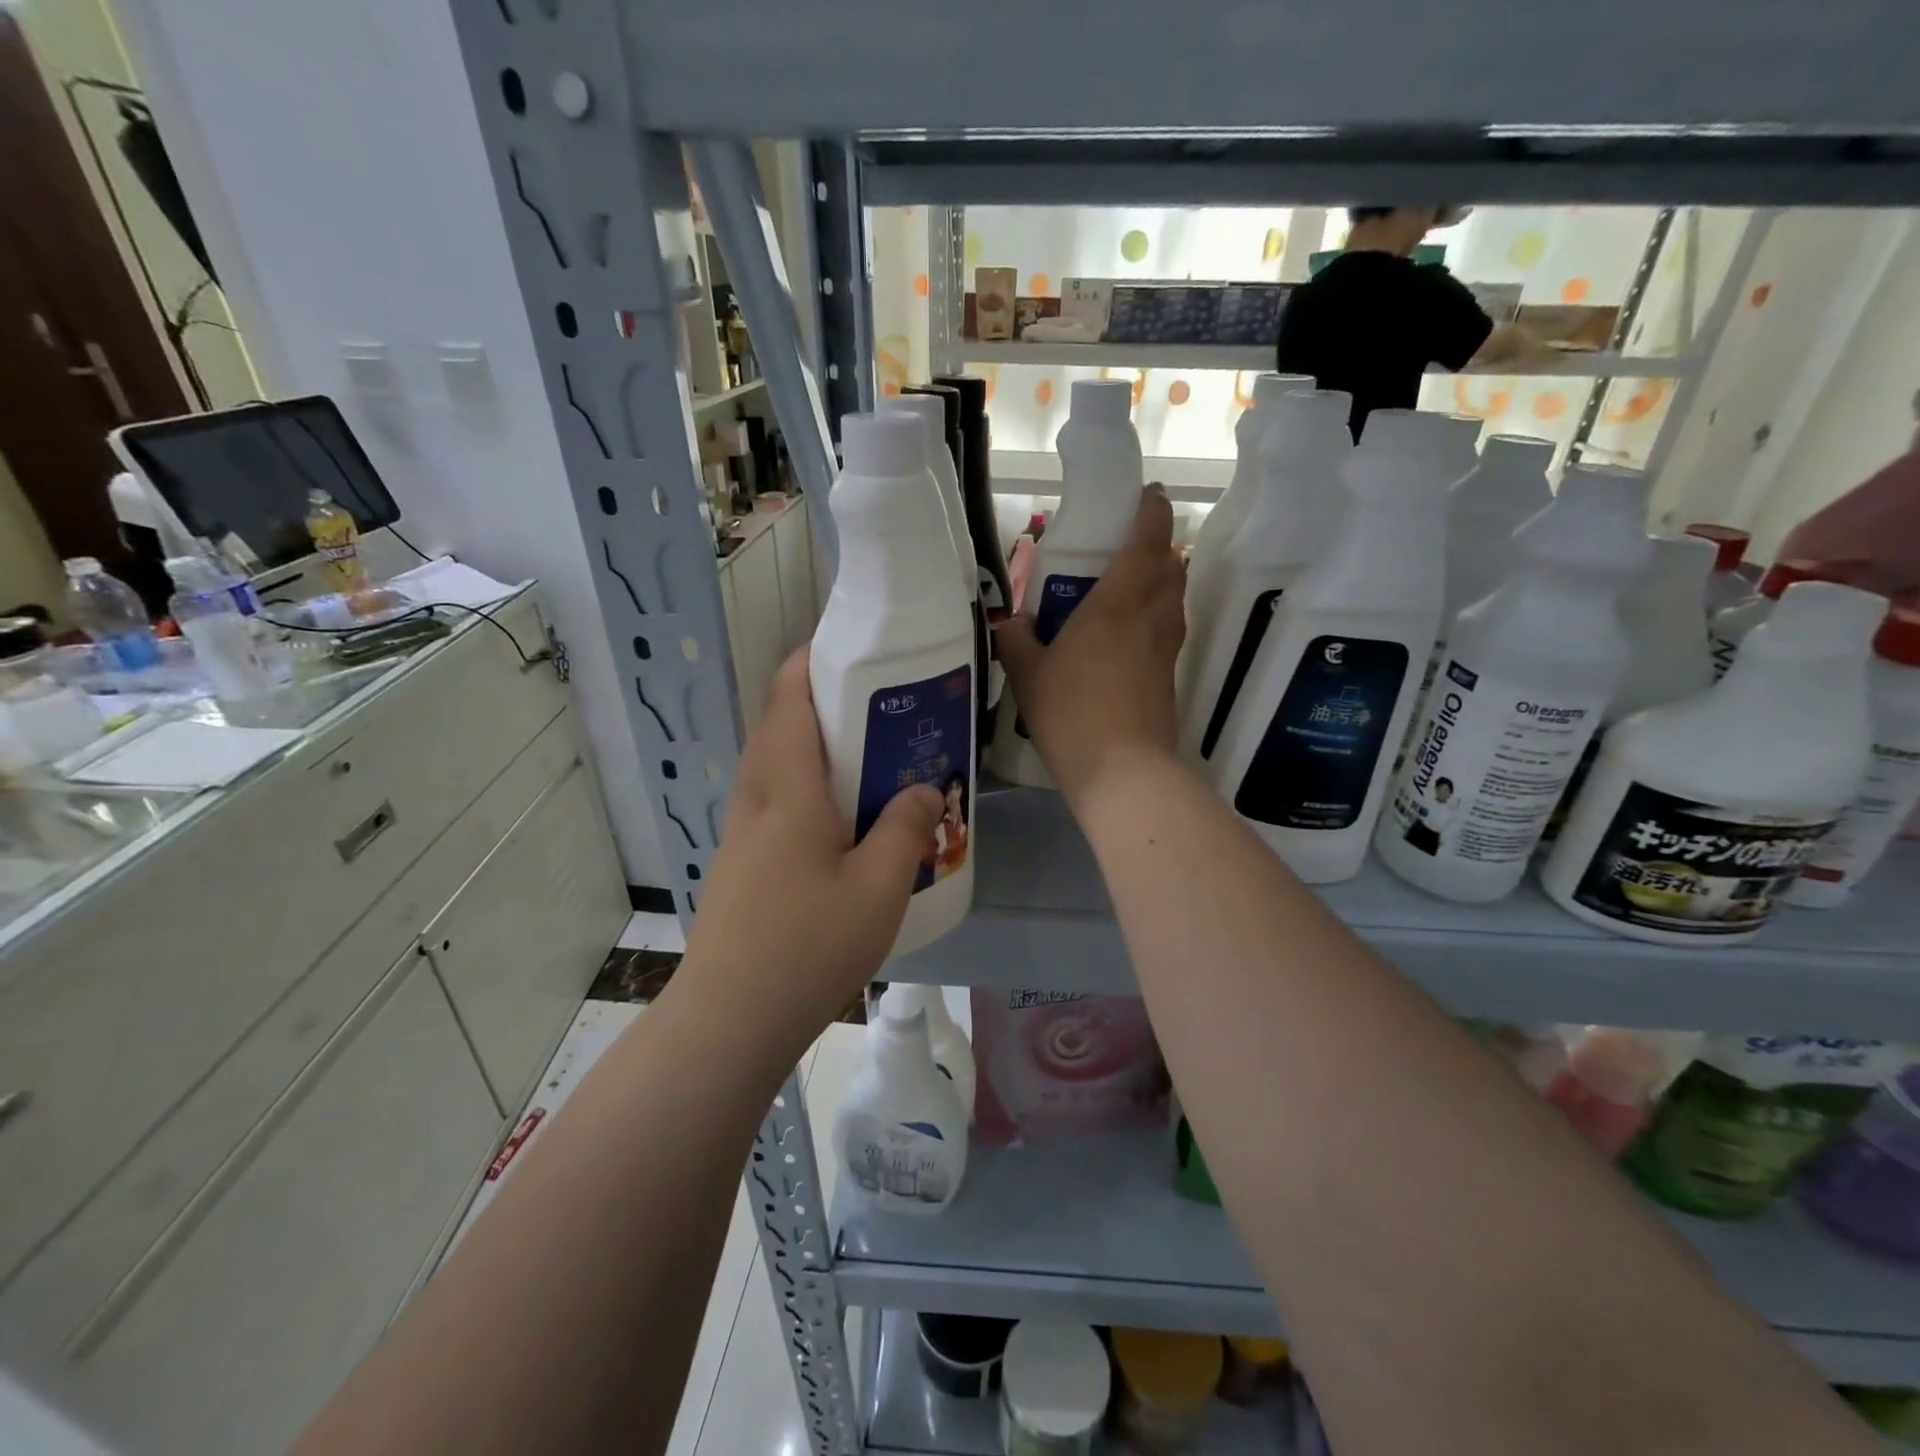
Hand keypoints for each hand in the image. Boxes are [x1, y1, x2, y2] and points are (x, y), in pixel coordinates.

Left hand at [684, 649, 942, 1032]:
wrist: (729, 1019)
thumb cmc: (808, 947)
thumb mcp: (878, 888)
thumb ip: (906, 829)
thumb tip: (922, 788)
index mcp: (787, 790)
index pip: (788, 699)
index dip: (811, 662)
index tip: (852, 650)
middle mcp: (756, 798)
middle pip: (778, 725)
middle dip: (820, 701)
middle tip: (878, 707)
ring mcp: (740, 831)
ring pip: (773, 764)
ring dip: (812, 745)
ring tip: (866, 759)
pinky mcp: (739, 861)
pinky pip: (772, 800)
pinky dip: (803, 785)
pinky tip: (840, 822)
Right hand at [996, 486, 1185, 807]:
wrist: (1123, 773)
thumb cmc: (1072, 713)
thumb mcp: (1028, 675)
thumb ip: (1016, 641)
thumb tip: (1011, 623)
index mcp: (1117, 603)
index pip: (1147, 541)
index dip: (1151, 512)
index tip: (1148, 495)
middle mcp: (1151, 617)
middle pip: (1170, 566)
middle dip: (1157, 547)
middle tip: (1127, 548)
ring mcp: (1166, 650)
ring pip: (1174, 598)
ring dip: (1161, 581)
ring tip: (1129, 588)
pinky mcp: (1170, 678)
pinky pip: (1169, 631)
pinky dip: (1157, 618)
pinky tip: (1130, 637)